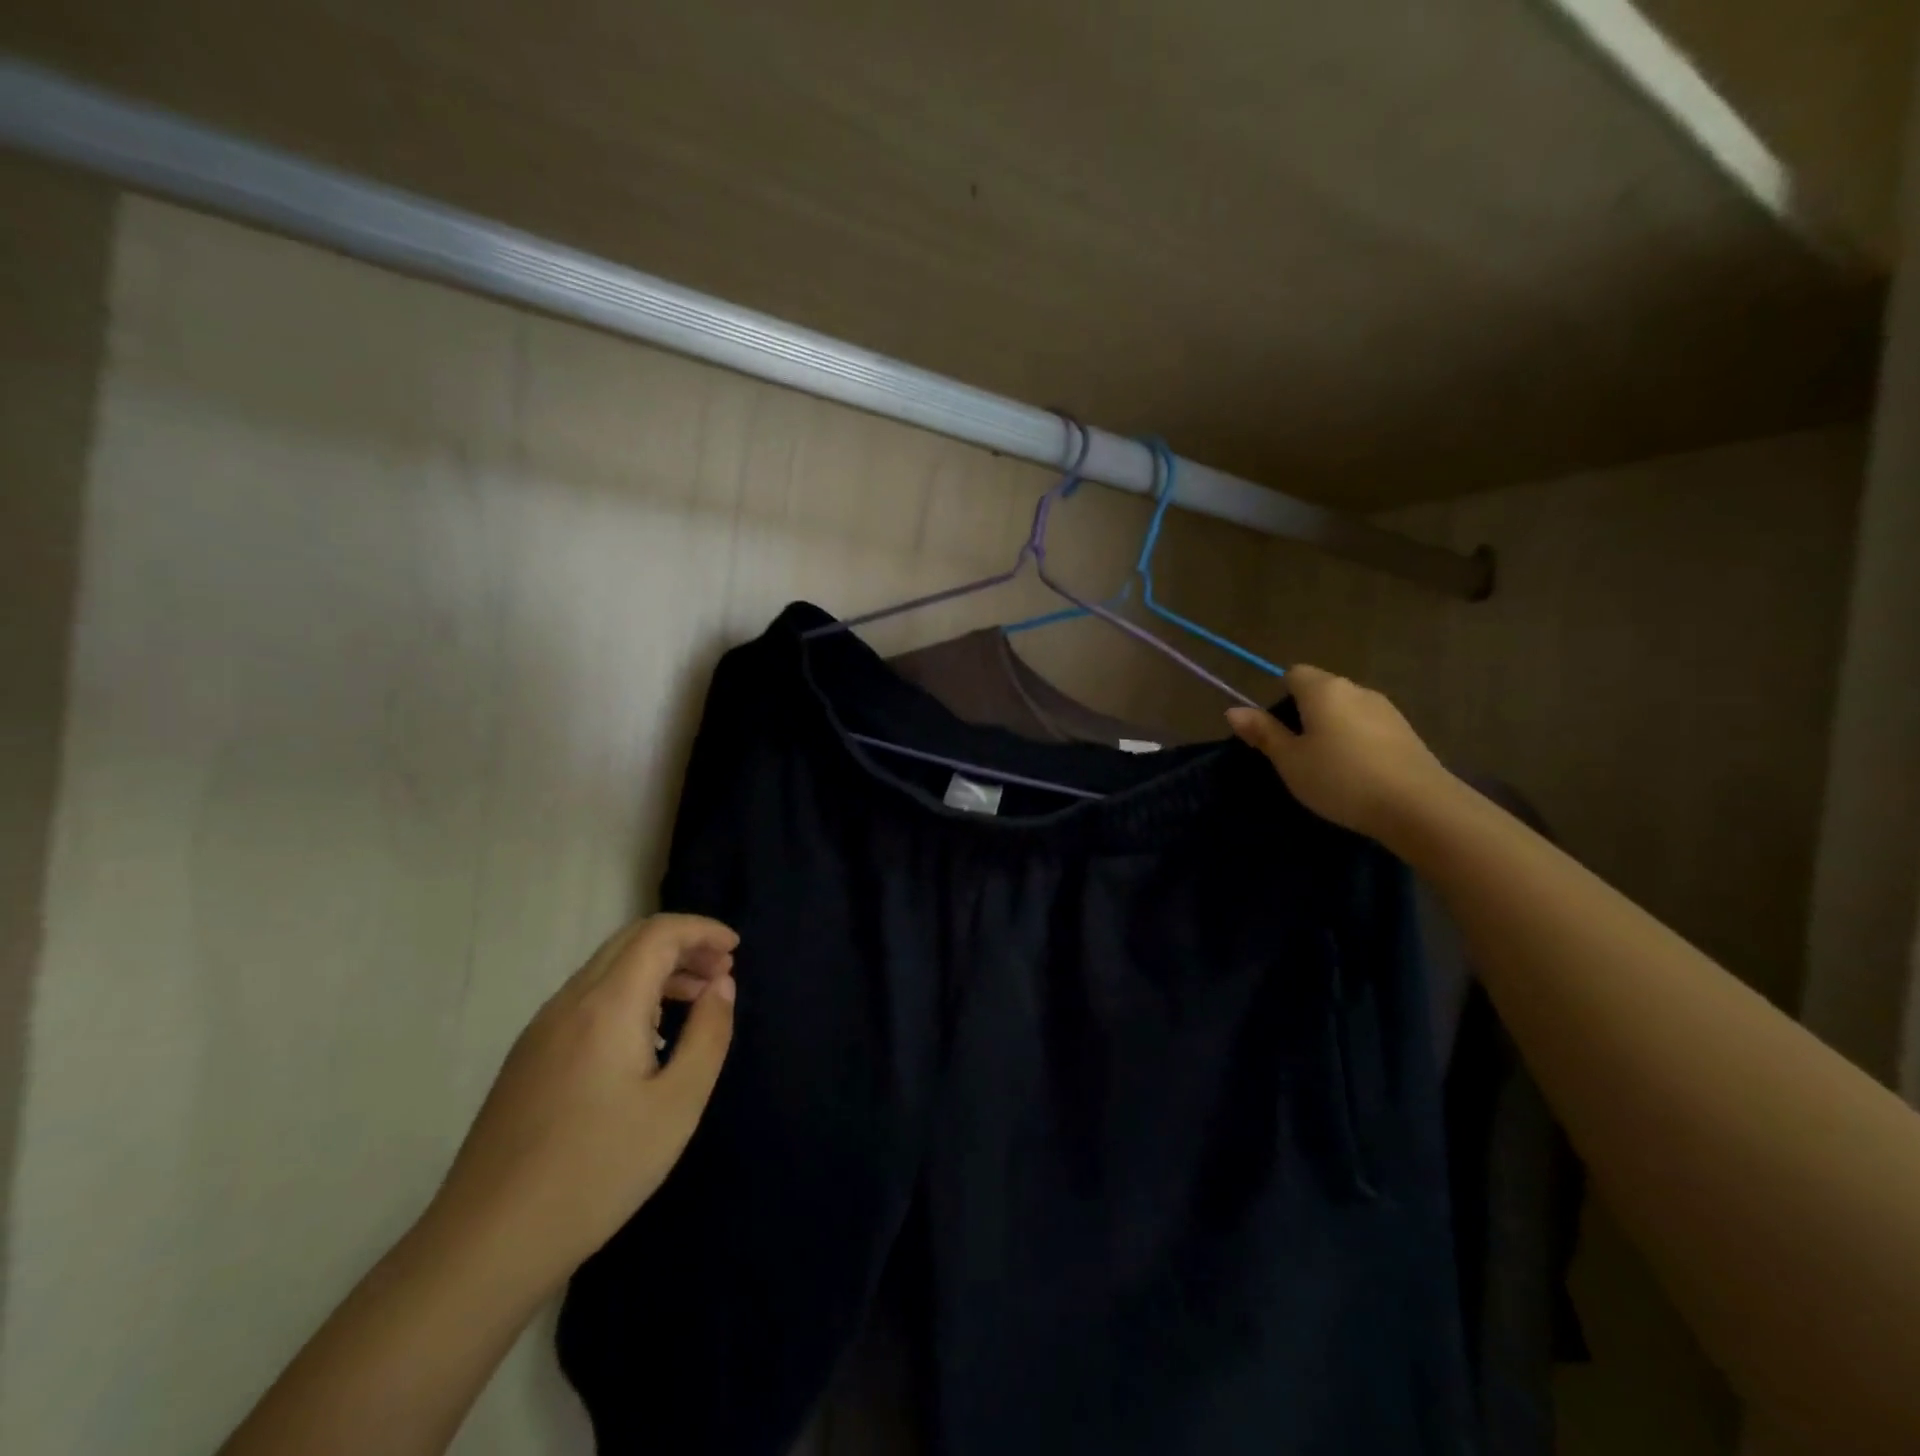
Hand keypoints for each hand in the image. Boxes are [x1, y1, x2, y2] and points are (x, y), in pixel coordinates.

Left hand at [426, 913, 739, 1288]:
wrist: (486, 1245)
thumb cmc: (598, 1171)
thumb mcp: (677, 1104)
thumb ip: (708, 1034)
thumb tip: (721, 985)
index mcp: (607, 1005)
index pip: (658, 933)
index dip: (702, 930)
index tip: (736, 950)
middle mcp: (569, 1002)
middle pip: (630, 941)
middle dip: (682, 944)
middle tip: (721, 972)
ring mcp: (541, 1030)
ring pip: (607, 969)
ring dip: (656, 968)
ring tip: (695, 999)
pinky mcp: (527, 1058)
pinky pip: (587, 999)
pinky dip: (629, 993)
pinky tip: (648, 1037)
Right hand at [1227, 665, 1455, 842]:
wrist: (1418, 807)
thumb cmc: (1341, 779)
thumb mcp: (1290, 761)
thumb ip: (1264, 733)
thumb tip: (1233, 710)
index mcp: (1324, 690)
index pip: (1293, 673)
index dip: (1279, 696)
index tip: (1276, 731)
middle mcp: (1356, 689)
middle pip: (1321, 691)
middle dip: (1304, 714)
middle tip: (1295, 754)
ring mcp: (1386, 709)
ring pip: (1346, 710)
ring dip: (1332, 730)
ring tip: (1327, 768)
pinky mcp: (1406, 732)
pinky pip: (1368, 727)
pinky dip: (1356, 742)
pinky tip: (1357, 774)